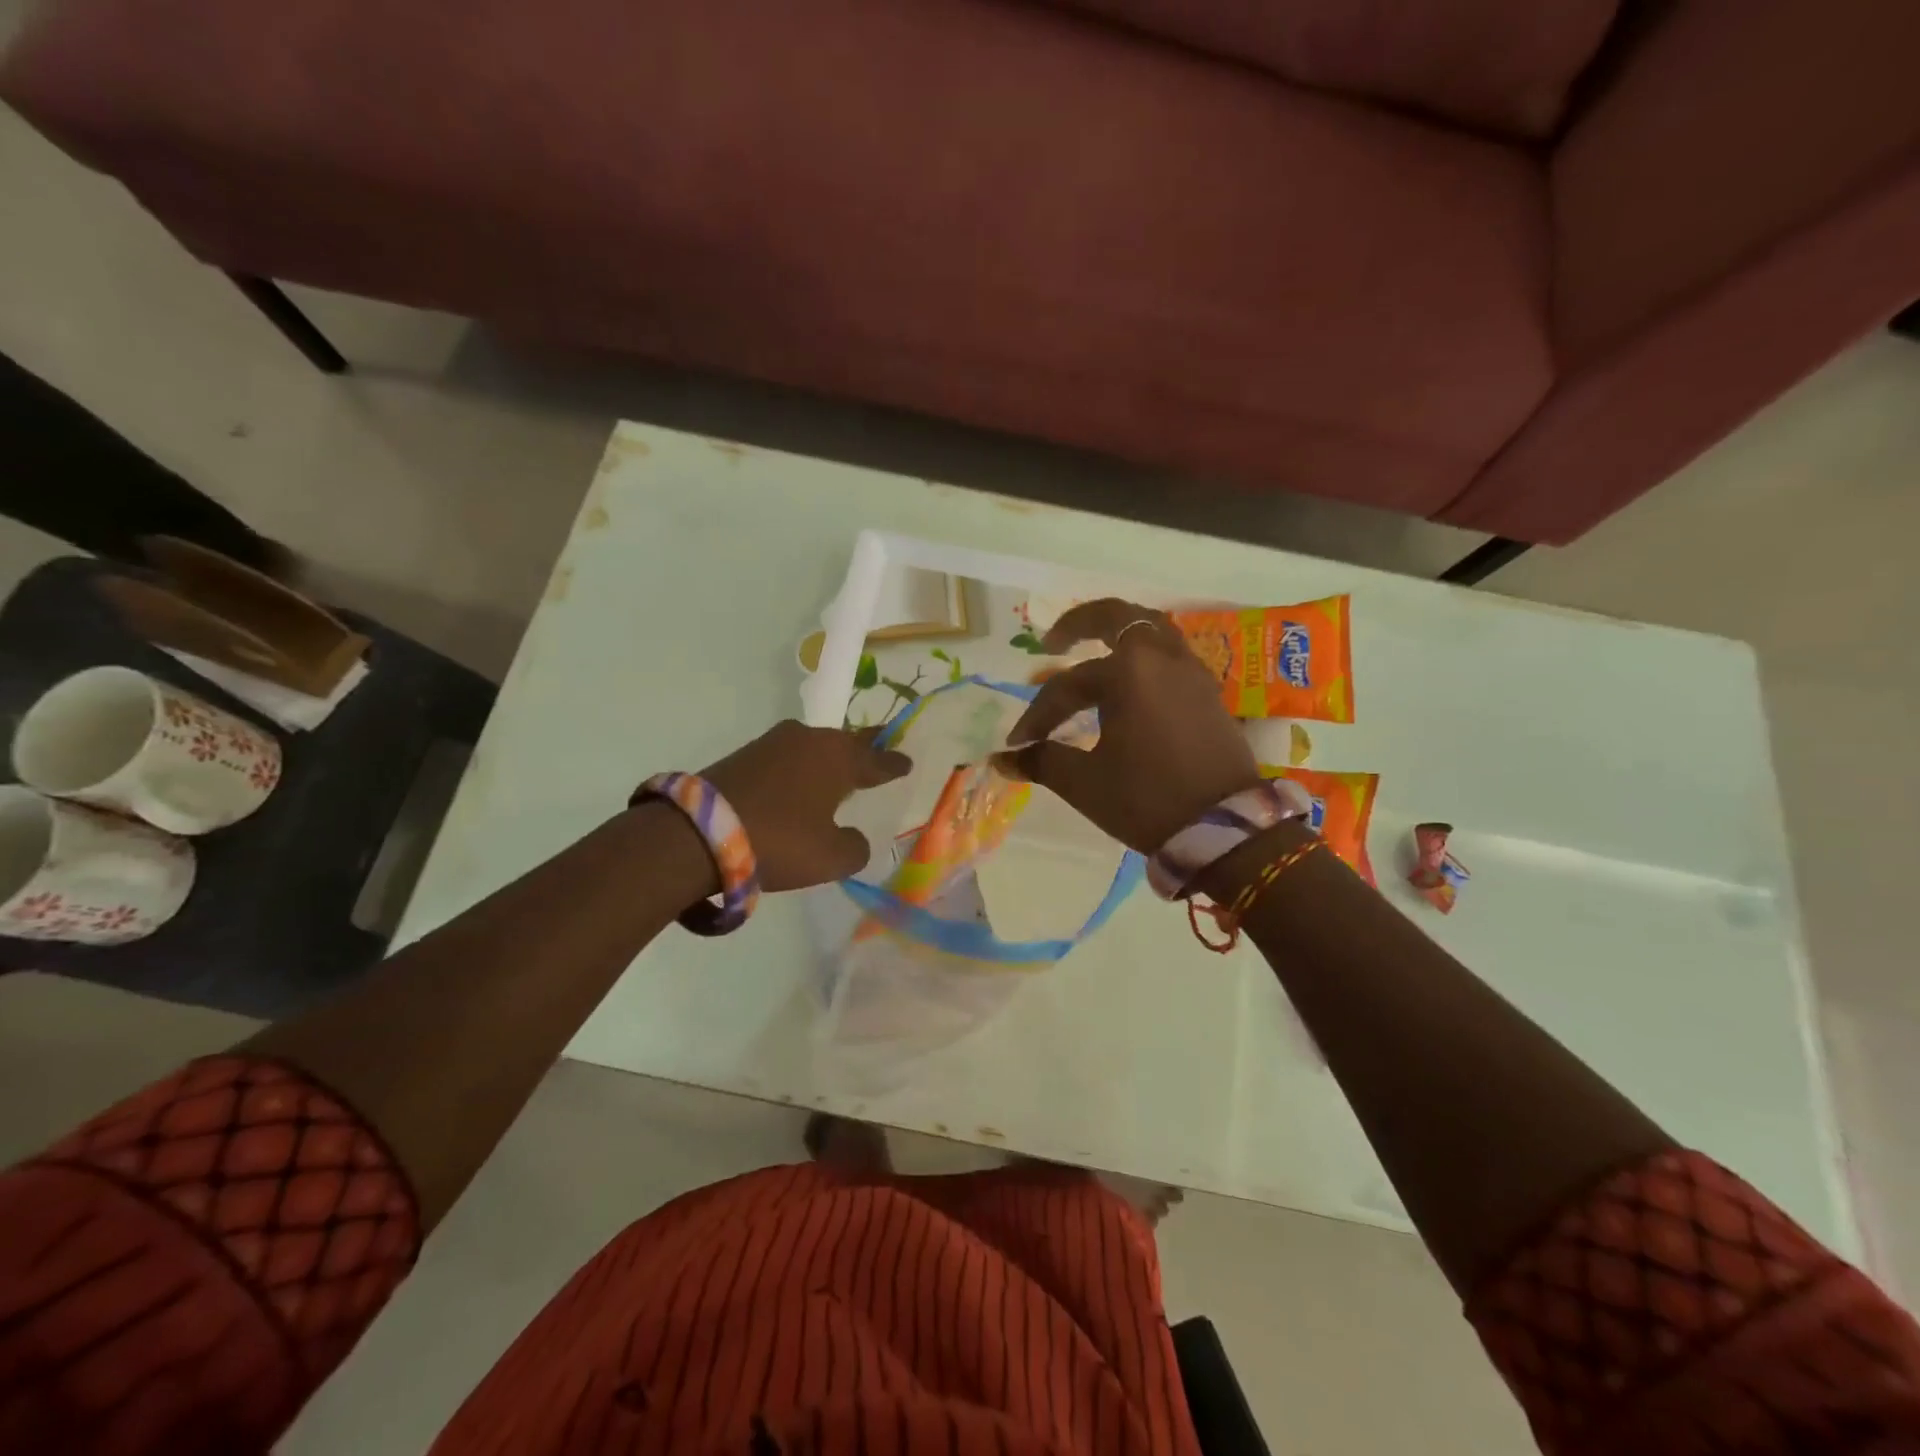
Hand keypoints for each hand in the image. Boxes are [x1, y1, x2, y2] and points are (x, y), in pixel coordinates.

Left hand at [697, 721, 911, 889]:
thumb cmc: (780, 841)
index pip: (877, 760)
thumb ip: (854, 847)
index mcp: (838, 757)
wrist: (697, 834)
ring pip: (813, 749)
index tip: (907, 762)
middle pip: (845, 744)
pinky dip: (798, 771)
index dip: (893, 764)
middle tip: (878, 754)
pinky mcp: (743, 755)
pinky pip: (786, 759)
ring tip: (838, 773)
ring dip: (826, 761)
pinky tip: (798, 785)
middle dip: (863, 751)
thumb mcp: (831, 857)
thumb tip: (852, 838)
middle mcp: (809, 739)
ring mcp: (772, 743)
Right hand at [991, 599, 1259, 853]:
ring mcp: (1191, 674)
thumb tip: (1002, 759)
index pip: (1068, 685)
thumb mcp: (1085, 783)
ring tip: (1094, 651)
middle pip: (1119, 619)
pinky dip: (1145, 657)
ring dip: (1120, 634)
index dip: (1038, 714)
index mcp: (1129, 673)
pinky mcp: (1208, 694)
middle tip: (1053, 642)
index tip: (1019, 744)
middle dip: (1080, 625)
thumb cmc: (1148, 800)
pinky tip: (1131, 683)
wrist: (1227, 830)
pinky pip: (1170, 656)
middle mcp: (1162, 660)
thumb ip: (1042, 761)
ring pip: (1152, 631)